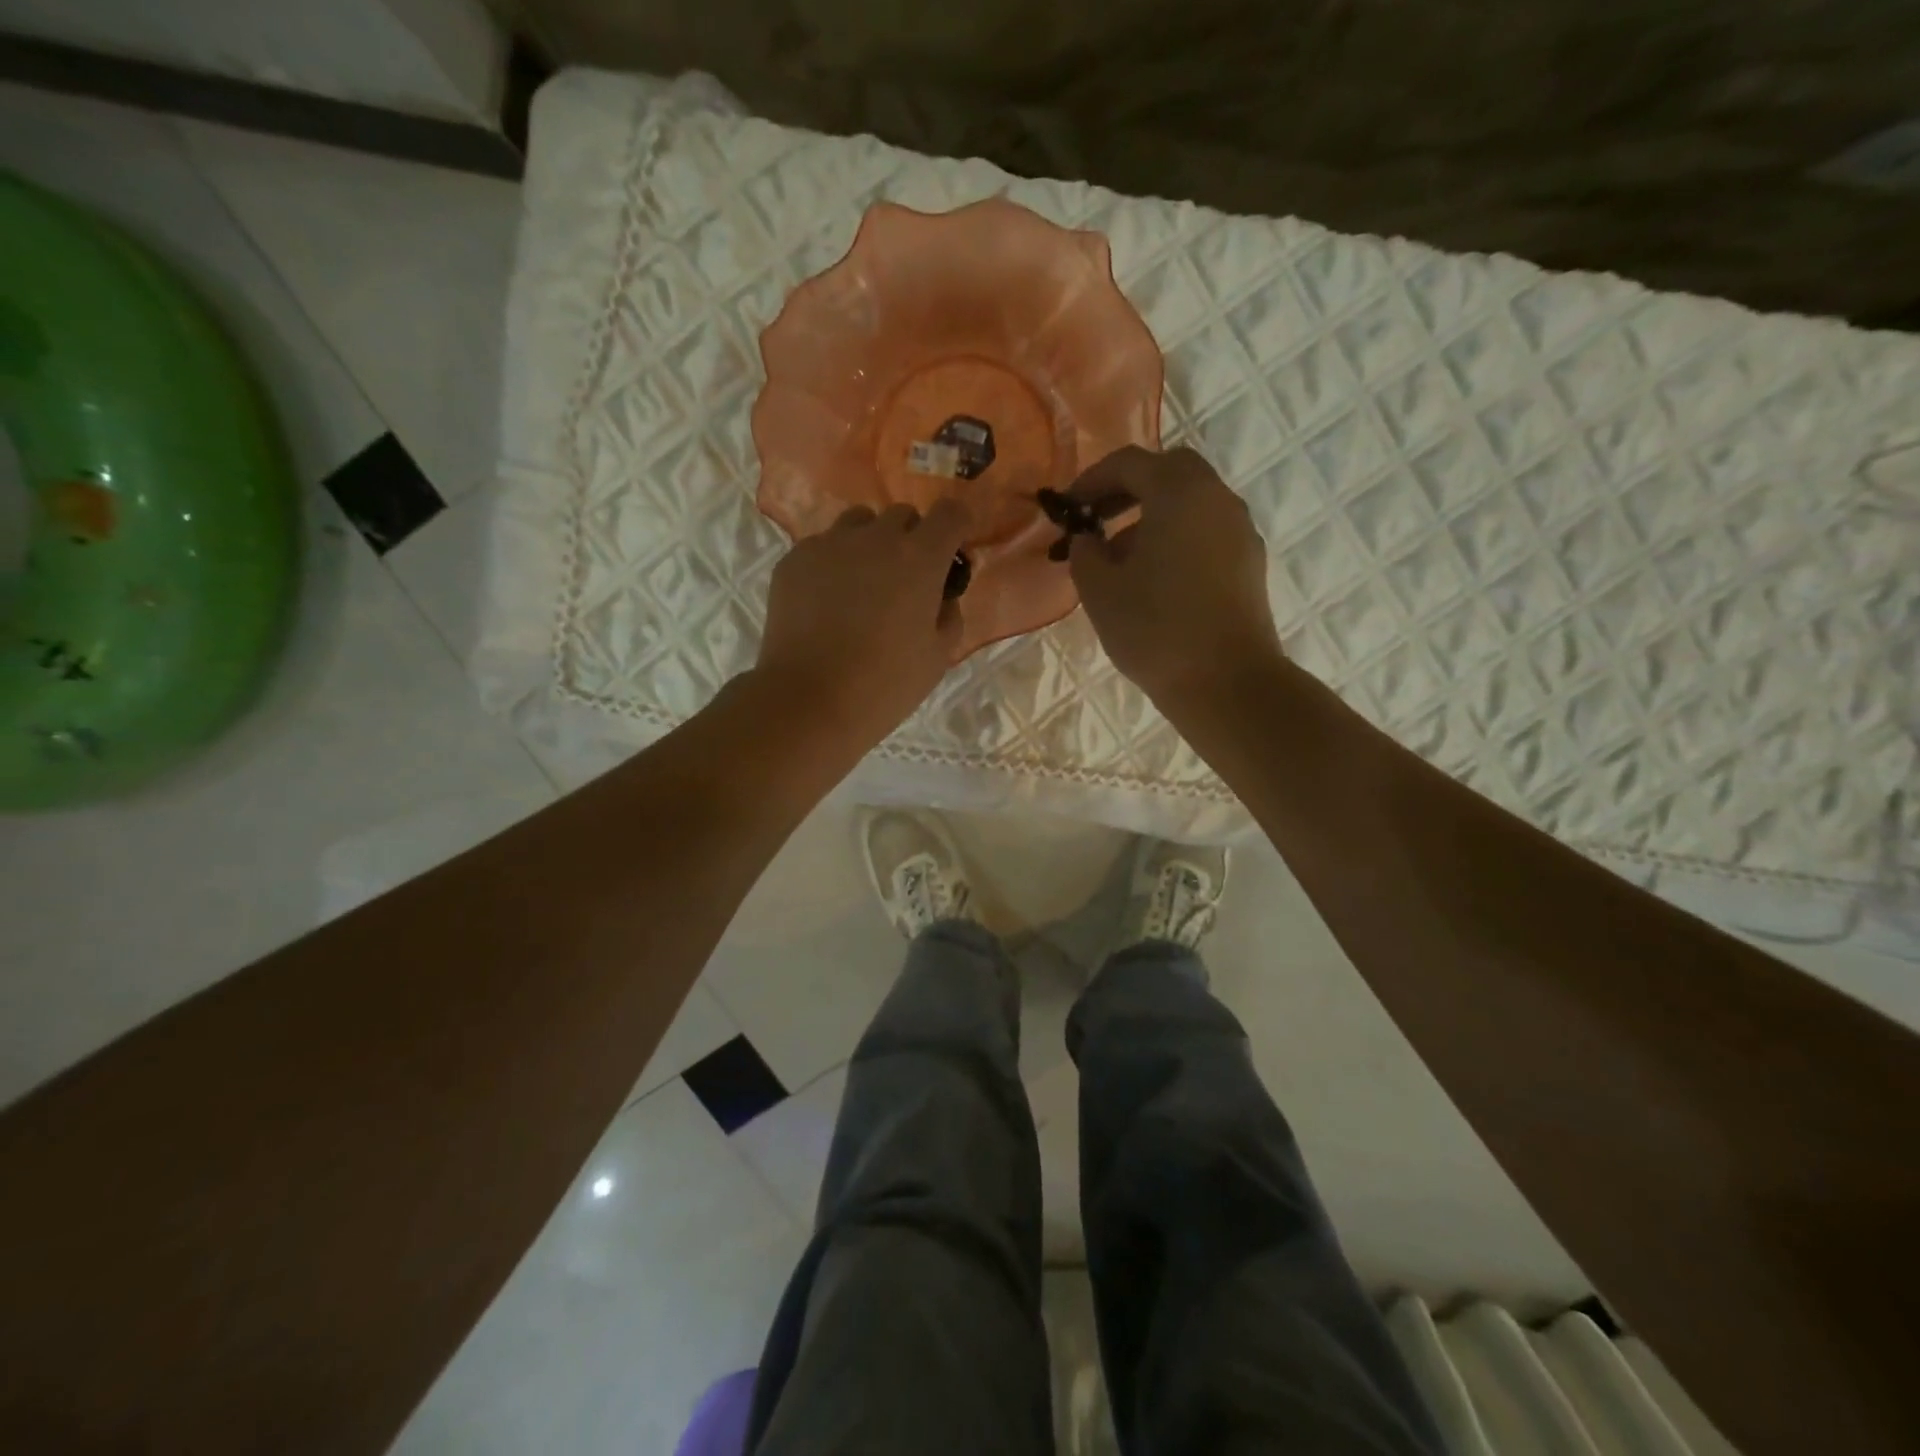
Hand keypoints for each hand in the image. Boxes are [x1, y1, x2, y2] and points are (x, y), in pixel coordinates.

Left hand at [755, 499, 971, 750]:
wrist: (809, 701)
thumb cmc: (885, 685)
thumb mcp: (938, 657)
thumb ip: (949, 614)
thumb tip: (941, 596)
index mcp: (919, 559)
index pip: (950, 512)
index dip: (956, 527)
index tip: (951, 552)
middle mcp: (875, 538)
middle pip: (902, 515)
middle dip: (911, 538)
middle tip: (905, 580)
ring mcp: (829, 545)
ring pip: (858, 523)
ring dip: (870, 543)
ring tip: (863, 585)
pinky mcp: (793, 560)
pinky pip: (823, 546)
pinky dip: (833, 563)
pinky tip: (827, 603)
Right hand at [1065, 445, 1283, 711]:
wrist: (1227, 683)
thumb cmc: (1155, 630)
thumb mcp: (1100, 590)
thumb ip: (1085, 553)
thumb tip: (1090, 540)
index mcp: (1180, 493)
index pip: (1130, 463)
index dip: (1091, 480)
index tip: (1068, 508)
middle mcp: (1218, 499)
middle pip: (1169, 472)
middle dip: (1128, 489)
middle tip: (1097, 518)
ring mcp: (1240, 531)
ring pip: (1191, 503)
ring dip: (1152, 516)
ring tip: (1119, 558)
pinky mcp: (1249, 563)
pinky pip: (1206, 531)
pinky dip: (1176, 537)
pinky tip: (1154, 578)